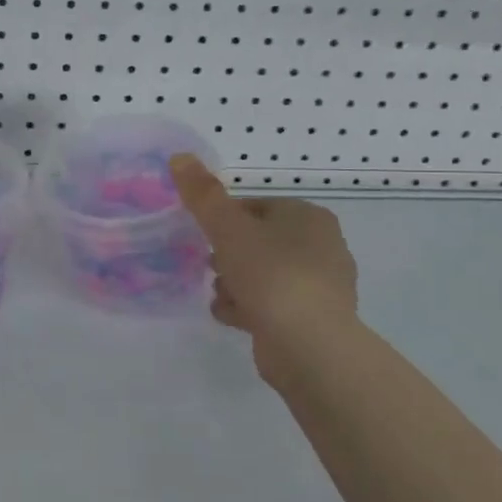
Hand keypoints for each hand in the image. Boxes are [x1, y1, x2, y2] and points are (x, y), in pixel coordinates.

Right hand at [169, 155, 359, 394]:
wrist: (308, 345)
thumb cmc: (270, 275)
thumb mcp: (228, 228)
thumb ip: (202, 194)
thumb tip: (179, 156)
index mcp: (308, 216)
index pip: (255, 206)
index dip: (223, 219)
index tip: (203, 236)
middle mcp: (322, 246)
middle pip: (258, 241)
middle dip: (228, 255)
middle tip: (210, 266)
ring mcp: (321, 285)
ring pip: (264, 274)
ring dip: (235, 283)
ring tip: (219, 296)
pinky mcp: (314, 320)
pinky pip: (273, 304)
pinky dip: (250, 308)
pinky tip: (231, 317)